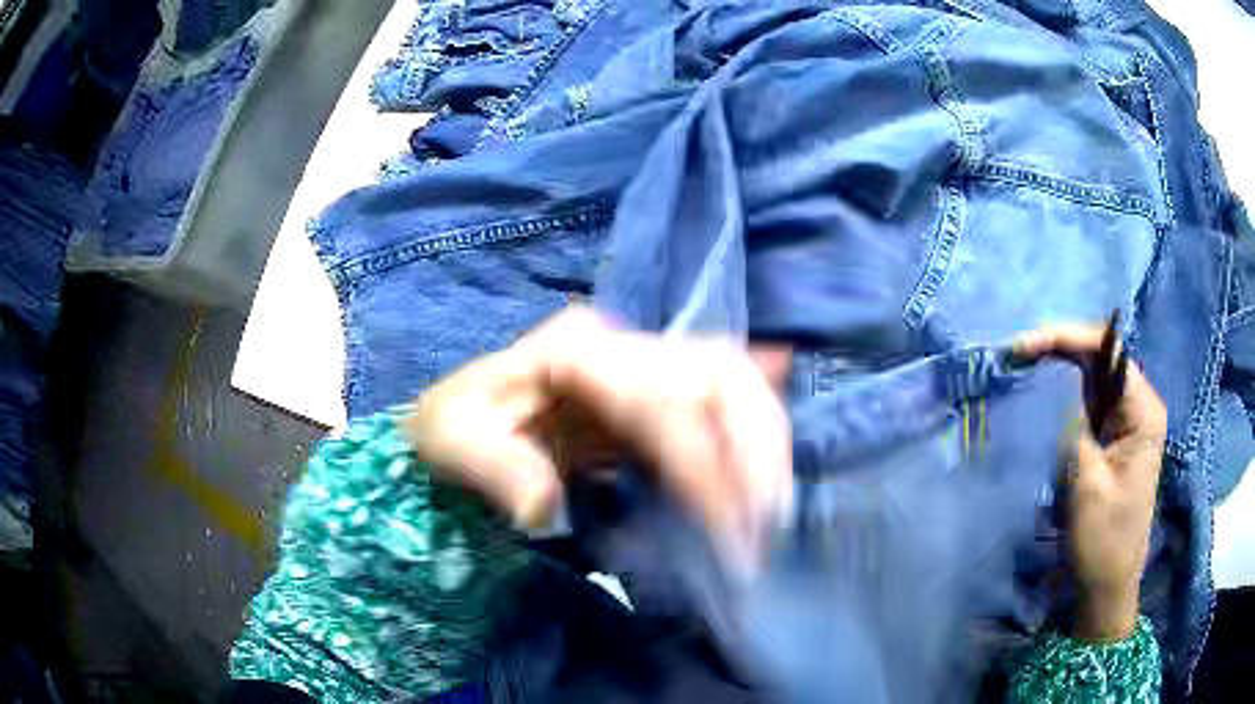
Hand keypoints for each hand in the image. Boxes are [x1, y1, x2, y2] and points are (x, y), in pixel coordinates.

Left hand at [400, 307, 793, 567]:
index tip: (725, 530)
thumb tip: (547, 505)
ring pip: (733, 384)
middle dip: (757, 445)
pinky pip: (723, 405)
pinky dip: (756, 434)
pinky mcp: (655, 396)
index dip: (702, 460)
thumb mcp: (451, 441)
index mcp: (576, 350)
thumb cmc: (453, 428)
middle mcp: (623, 345)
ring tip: (769, 515)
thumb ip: (494, 465)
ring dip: (763, 447)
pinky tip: (771, 468)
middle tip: (767, 522)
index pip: (663, 396)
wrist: (462, 420)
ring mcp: (644, 364)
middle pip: (720, 371)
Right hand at [1015, 324, 1166, 641]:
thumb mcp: (1087, 483)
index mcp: (1143, 410)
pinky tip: (1039, 394)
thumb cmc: (1102, 540)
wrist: (1106, 587)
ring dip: (1057, 369)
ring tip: (1021, 368)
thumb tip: (1053, 384)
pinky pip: (1087, 402)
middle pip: (1098, 357)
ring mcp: (1125, 422)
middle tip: (1015, 356)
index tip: (1023, 348)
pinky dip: (1061, 393)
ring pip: (1091, 377)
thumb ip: (1074, 425)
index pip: (1107, 349)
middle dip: (1058, 349)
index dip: (1065, 338)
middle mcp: (1138, 405)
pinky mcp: (1111, 439)